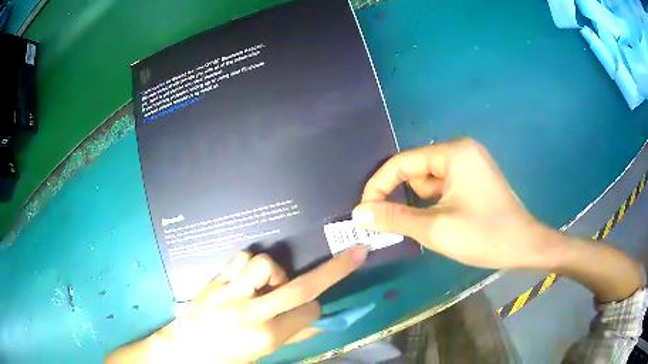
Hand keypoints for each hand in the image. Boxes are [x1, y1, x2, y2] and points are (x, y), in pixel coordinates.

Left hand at [106, 246, 366, 362]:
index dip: (315, 309)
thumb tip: (315, 321)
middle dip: (334, 270)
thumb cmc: (225, 359)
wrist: (183, 350)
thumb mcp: (260, 356)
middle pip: (300, 288)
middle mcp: (251, 312)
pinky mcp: (215, 281)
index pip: (308, 313)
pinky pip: (239, 258)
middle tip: (355, 253)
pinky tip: (247, 276)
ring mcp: (230, 293)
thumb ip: (289, 336)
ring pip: (264, 265)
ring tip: (268, 283)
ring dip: (274, 271)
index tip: (310, 309)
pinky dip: (249, 263)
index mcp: (265, 336)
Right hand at [353, 138, 544, 269]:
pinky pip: (443, 187)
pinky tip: (442, 221)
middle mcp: (461, 150)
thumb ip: (394, 218)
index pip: (403, 162)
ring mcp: (469, 164)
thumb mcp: (435, 229)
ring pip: (429, 181)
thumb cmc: (484, 236)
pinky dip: (434, 203)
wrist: (524, 246)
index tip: (365, 211)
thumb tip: (359, 214)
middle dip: (404, 197)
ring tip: (432, 226)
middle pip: (416, 170)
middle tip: (394, 224)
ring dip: (421, 203)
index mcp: (454, 153)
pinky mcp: (474, 178)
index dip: (379, 185)